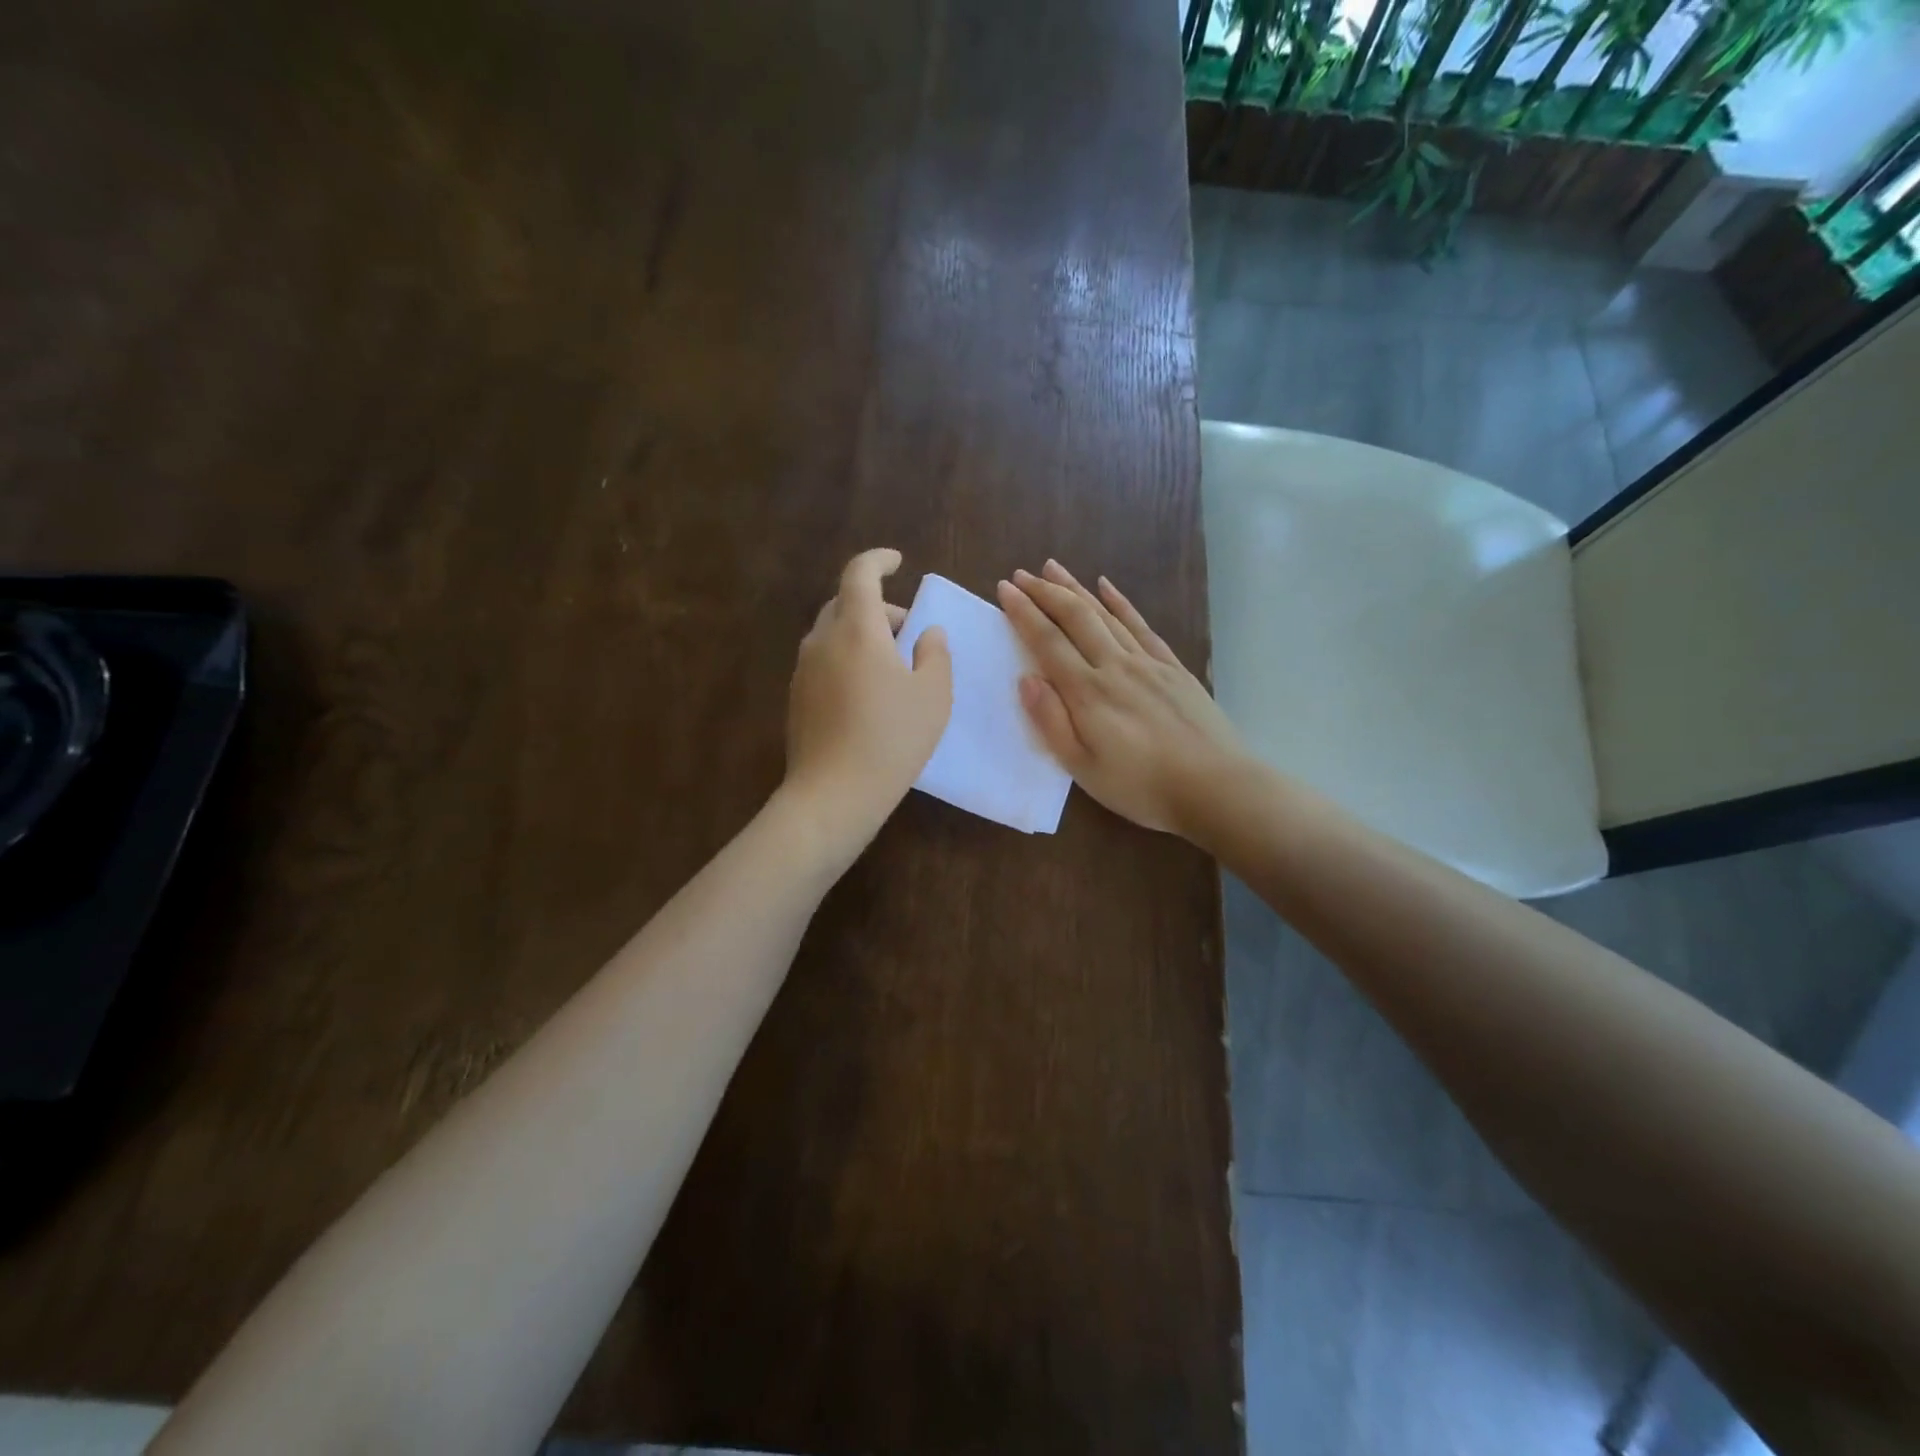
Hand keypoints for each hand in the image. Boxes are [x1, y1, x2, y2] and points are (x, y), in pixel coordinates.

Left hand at [784, 548, 951, 844]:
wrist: (833, 793)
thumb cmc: (892, 738)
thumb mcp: (933, 695)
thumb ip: (935, 653)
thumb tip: (927, 632)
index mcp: (857, 629)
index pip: (860, 573)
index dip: (879, 560)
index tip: (897, 562)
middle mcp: (822, 640)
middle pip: (844, 603)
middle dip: (877, 607)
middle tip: (908, 631)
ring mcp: (803, 670)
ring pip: (832, 634)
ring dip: (861, 635)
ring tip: (891, 666)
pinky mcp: (796, 698)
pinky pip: (823, 661)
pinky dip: (846, 659)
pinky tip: (867, 694)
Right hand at [997, 561, 1246, 837]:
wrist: (1216, 787)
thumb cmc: (1142, 787)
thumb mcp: (1084, 768)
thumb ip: (1052, 722)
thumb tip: (1026, 678)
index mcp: (1088, 693)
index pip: (1047, 642)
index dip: (1024, 613)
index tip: (1004, 589)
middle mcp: (1115, 666)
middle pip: (1075, 618)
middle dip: (1045, 592)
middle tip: (1021, 574)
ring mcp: (1147, 662)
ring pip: (1105, 614)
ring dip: (1076, 589)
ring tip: (1053, 568)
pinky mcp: (1173, 667)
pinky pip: (1141, 625)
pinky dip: (1121, 603)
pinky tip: (1107, 587)